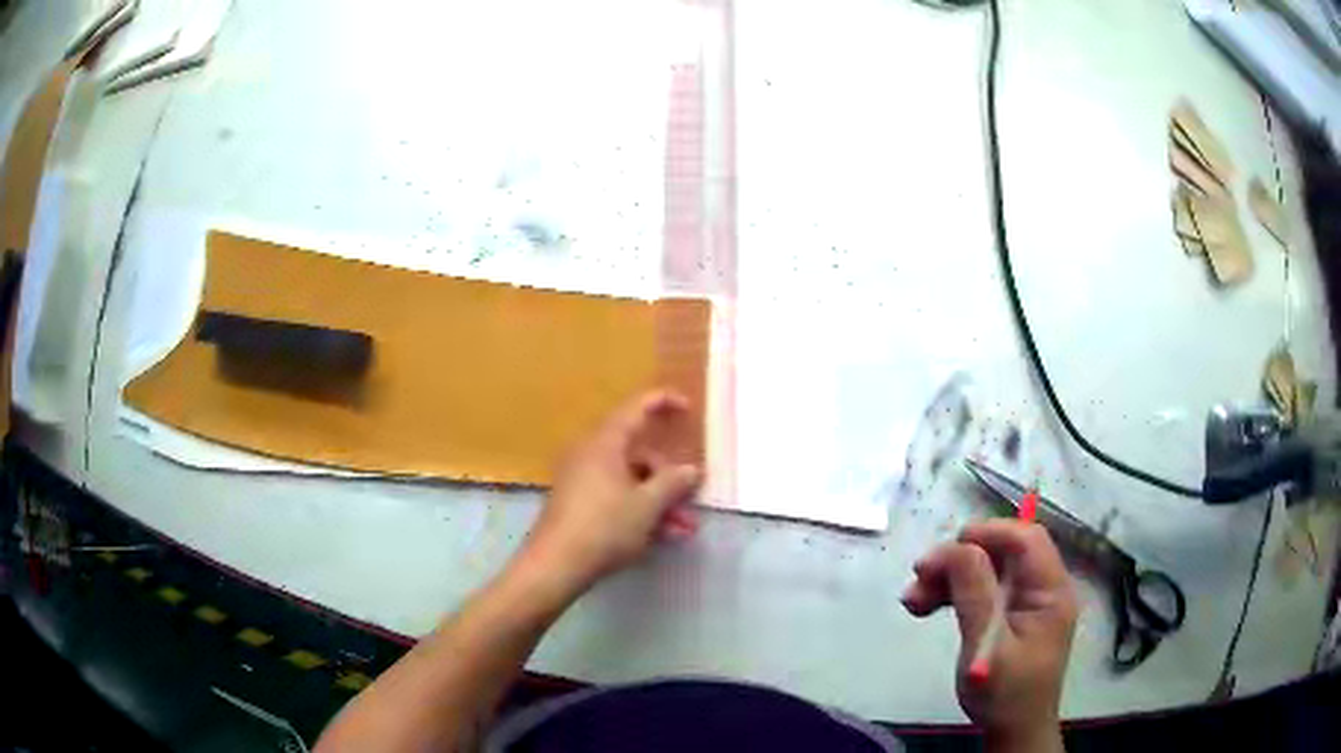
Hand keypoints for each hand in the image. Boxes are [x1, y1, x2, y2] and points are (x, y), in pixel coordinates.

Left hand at [516, 391, 702, 595]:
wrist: (555, 565)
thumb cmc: (604, 527)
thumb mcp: (647, 506)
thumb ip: (673, 483)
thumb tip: (691, 469)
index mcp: (605, 443)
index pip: (636, 408)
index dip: (664, 402)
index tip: (688, 408)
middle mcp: (590, 454)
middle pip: (638, 452)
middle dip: (668, 476)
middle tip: (690, 500)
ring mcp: (581, 479)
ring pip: (630, 479)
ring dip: (658, 500)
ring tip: (682, 529)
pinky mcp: (577, 503)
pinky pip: (616, 495)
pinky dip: (639, 509)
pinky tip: (660, 536)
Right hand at [902, 520, 1076, 746]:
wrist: (1012, 732)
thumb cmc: (1004, 695)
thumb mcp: (987, 647)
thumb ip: (975, 595)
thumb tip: (957, 547)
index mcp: (1051, 590)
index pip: (1025, 540)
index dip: (987, 534)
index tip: (944, 552)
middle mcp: (1043, 587)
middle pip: (1003, 551)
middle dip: (960, 559)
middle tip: (919, 578)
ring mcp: (1027, 601)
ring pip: (988, 569)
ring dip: (950, 577)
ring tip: (913, 601)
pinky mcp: (1010, 614)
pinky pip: (983, 589)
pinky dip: (954, 593)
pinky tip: (926, 607)